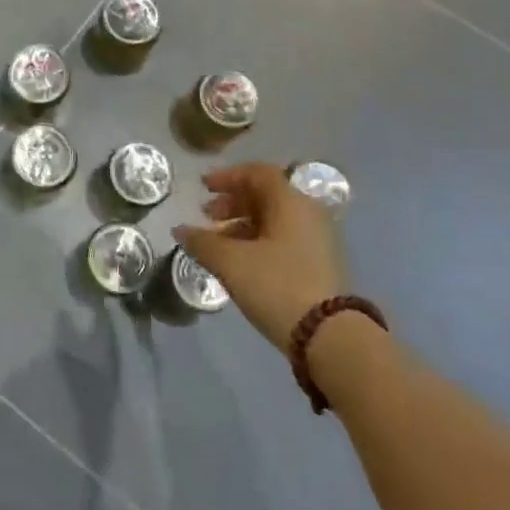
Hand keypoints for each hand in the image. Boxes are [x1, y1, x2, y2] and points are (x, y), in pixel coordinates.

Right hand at [173, 163, 347, 351]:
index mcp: (290, 202)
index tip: (203, 187)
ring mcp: (317, 239)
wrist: (329, 336)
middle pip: (266, 195)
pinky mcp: (319, 263)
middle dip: (232, 202)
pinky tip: (239, 261)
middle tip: (207, 216)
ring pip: (274, 219)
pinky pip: (283, 239)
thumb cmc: (277, 285)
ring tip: (217, 244)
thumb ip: (202, 242)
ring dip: (242, 224)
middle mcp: (308, 213)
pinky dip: (258, 241)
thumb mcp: (231, 262)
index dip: (227, 176)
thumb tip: (180, 230)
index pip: (257, 173)